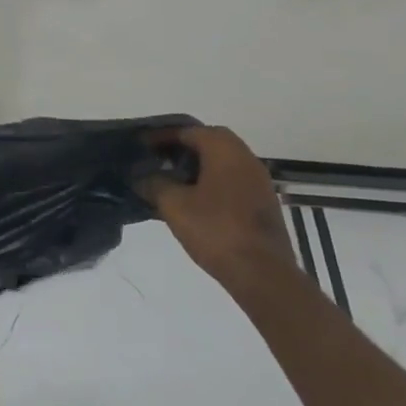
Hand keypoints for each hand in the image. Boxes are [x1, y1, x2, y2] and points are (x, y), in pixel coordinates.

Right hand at [136, 126, 296, 289]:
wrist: (263, 274)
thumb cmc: (215, 230)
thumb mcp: (173, 204)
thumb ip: (154, 183)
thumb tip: (142, 176)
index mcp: (224, 150)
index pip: (189, 130)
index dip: (162, 136)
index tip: (143, 146)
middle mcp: (246, 158)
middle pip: (210, 142)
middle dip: (183, 147)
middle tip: (159, 159)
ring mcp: (259, 182)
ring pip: (223, 162)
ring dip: (199, 166)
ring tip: (173, 180)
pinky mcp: (263, 204)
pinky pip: (232, 181)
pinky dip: (213, 182)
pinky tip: (195, 200)